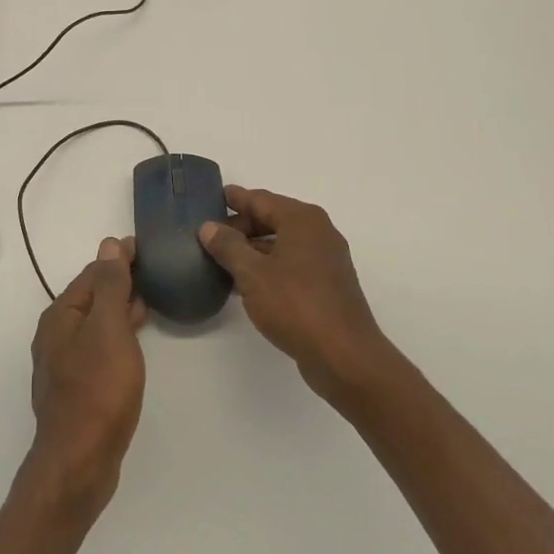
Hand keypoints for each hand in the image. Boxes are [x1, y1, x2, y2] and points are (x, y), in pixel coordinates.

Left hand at [27, 237, 147, 515]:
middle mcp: (56, 334)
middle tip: (153, 271)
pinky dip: (117, 333)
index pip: (93, 272)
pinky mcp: (77, 387)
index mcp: (61, 315)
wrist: (80, 461)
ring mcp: (64, 362)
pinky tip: (133, 340)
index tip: (146, 247)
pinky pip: (99, 346)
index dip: (118, 257)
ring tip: (149, 299)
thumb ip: (110, 286)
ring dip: (119, 307)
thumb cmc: (98, 389)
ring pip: (96, 322)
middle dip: (119, 280)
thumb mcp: (109, 329)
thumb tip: (108, 245)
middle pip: (91, 296)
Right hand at [201, 187, 394, 403]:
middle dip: (241, 226)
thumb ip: (228, 246)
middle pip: (272, 218)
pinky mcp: (328, 284)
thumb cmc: (295, 305)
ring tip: (221, 258)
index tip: (212, 197)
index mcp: (302, 219)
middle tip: (209, 235)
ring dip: (253, 249)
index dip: (235, 199)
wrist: (344, 356)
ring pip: (281, 243)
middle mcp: (318, 232)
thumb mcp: (252, 274)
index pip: (260, 199)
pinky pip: (291, 263)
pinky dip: (268, 266)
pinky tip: (246, 282)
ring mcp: (326, 258)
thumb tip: (209, 227)